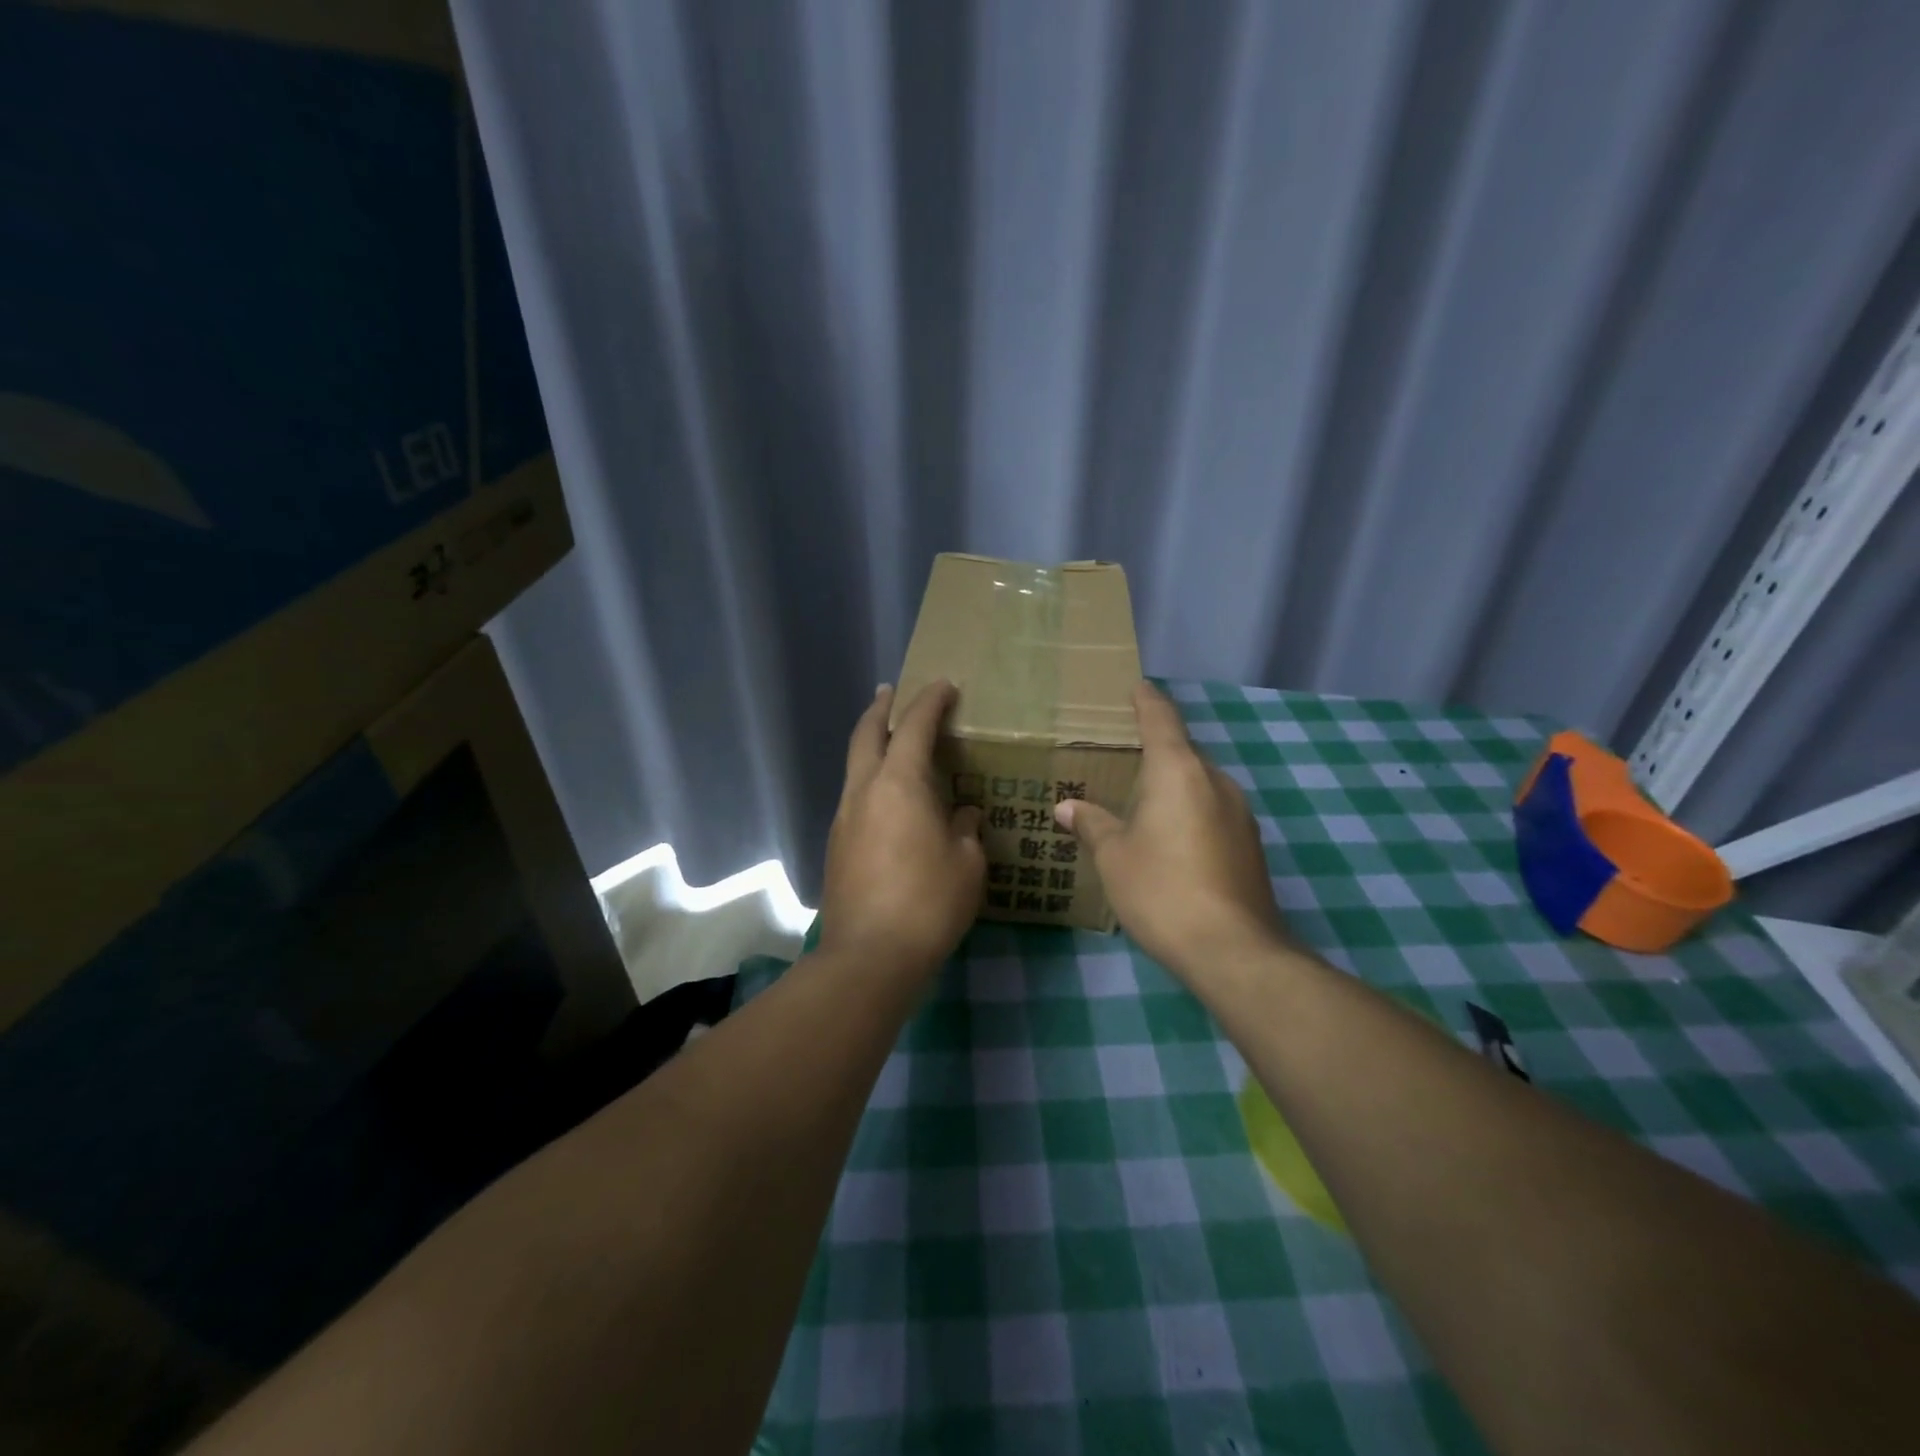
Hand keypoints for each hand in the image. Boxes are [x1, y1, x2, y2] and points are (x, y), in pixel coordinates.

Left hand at [820, 680, 985, 972]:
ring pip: (854, 765)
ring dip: (871, 744)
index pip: (914, 726)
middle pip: (866, 733)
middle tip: (892, 691)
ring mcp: (844, 817)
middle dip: (881, 708)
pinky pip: (855, 796)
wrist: (869, 956)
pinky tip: (889, 799)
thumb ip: (966, 828)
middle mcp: (864, 790)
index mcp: (899, 783)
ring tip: (892, 742)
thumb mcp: (967, 863)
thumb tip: (962, 813)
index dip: (930, 700)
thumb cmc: (928, 903)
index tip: (945, 685)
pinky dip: (870, 780)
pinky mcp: (836, 845)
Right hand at [1055, 680, 1285, 974]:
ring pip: (1200, 784)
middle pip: (1183, 752)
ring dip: (1173, 785)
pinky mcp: (1251, 844)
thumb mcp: (1114, 857)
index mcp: (1179, 771)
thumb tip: (1067, 807)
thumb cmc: (1162, 890)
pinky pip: (1213, 811)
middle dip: (1155, 750)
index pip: (1161, 719)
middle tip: (1122, 757)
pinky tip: (1171, 839)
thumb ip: (1092, 824)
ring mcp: (1240, 813)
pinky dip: (1190, 812)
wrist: (1233, 950)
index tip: (1136, 687)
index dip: (1147, 701)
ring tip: (1141, 802)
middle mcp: (1216, 781)